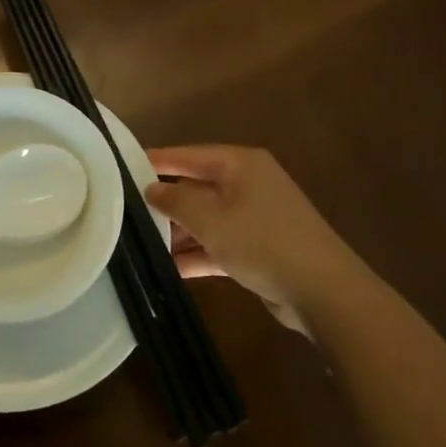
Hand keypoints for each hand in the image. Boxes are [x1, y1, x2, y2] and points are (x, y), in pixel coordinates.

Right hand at [144, 146, 373, 335]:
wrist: (323, 291)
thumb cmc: (262, 241)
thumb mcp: (210, 219)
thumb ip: (174, 201)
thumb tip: (151, 189)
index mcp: (240, 165)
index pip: (188, 155)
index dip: (156, 160)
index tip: (121, 167)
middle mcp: (248, 184)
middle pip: (196, 187)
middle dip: (165, 203)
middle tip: (126, 212)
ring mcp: (255, 217)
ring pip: (206, 219)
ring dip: (178, 233)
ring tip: (140, 245)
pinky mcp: (259, 248)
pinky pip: (219, 244)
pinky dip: (197, 254)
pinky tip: (169, 269)